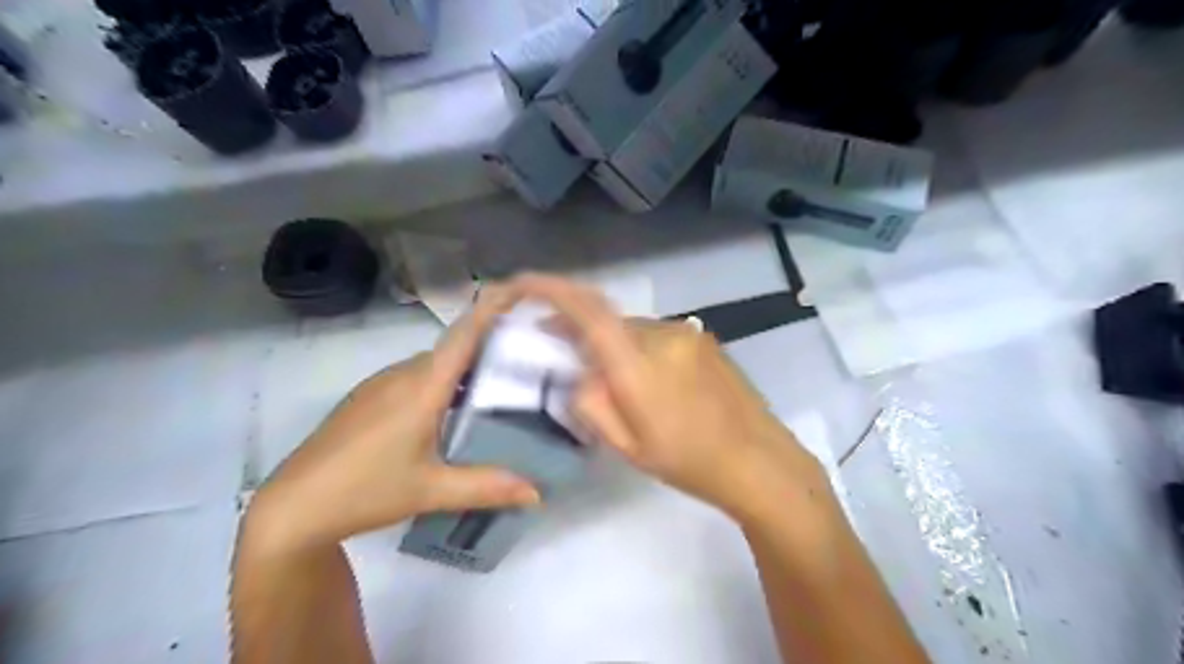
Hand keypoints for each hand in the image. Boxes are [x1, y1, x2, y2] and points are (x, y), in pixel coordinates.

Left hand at [245, 288, 538, 554]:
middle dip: (493, 342)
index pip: (465, 334)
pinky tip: (455, 408)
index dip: (494, 306)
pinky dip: (445, 380)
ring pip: (437, 362)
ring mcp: (382, 382)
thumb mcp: (432, 491)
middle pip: (456, 345)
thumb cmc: (365, 490)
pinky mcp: (370, 396)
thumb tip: (538, 494)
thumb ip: (488, 487)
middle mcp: (404, 373)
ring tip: (502, 383)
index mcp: (423, 386)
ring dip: (468, 365)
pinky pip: (418, 375)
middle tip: (531, 354)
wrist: (294, 506)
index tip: (524, 289)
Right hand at [503, 273, 825, 520]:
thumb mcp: (626, 445)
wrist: (757, 460)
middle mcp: (662, 335)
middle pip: (607, 320)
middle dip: (579, 331)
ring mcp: (687, 333)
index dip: (552, 291)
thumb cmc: (688, 461)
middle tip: (561, 355)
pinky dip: (638, 349)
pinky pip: (655, 335)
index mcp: (639, 365)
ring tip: (615, 384)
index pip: (589, 312)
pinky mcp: (702, 339)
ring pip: (632, 329)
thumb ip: (591, 402)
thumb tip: (579, 371)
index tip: (523, 283)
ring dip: (613, 345)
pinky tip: (652, 383)